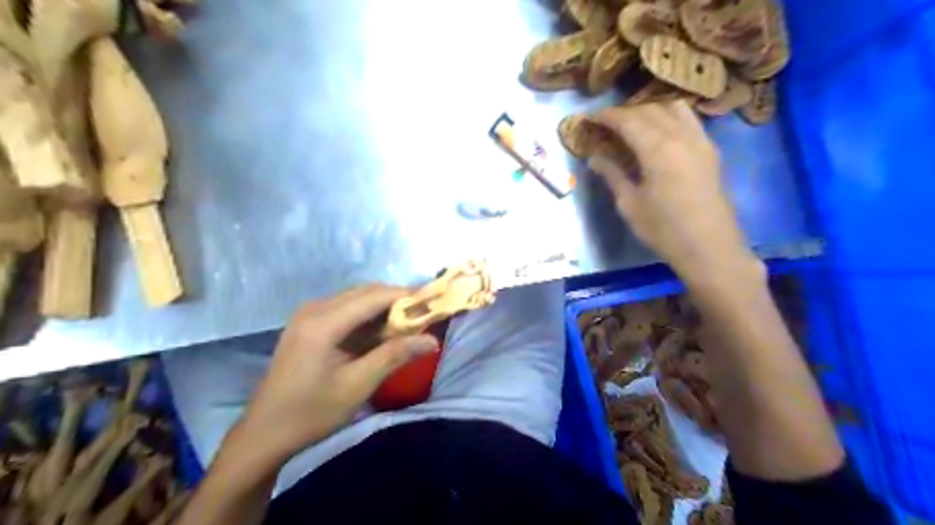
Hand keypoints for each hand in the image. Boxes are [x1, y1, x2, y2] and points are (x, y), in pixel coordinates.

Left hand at [233, 285, 438, 460]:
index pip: (375, 296)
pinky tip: (380, 334)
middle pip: (366, 292)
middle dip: (397, 301)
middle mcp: (315, 308)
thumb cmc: (311, 413)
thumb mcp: (357, 385)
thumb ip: (394, 356)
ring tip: (407, 326)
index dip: (407, 296)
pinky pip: (346, 309)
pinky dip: (367, 316)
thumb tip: (432, 339)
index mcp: (323, 322)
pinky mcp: (308, 323)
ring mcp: (309, 314)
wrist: (264, 433)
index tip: (434, 303)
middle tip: (423, 318)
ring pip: (357, 298)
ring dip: (383, 308)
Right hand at [591, 100, 757, 282]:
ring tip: (634, 124)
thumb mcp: (630, 205)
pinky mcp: (710, 150)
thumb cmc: (663, 229)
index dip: (608, 116)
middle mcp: (681, 136)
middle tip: (607, 124)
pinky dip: (670, 117)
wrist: (709, 247)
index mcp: (658, 149)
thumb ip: (612, 175)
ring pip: (673, 108)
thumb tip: (593, 158)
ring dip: (650, 110)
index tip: (591, 118)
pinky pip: (689, 120)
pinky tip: (660, 133)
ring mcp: (700, 140)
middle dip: (626, 112)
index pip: (628, 120)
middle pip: (650, 109)